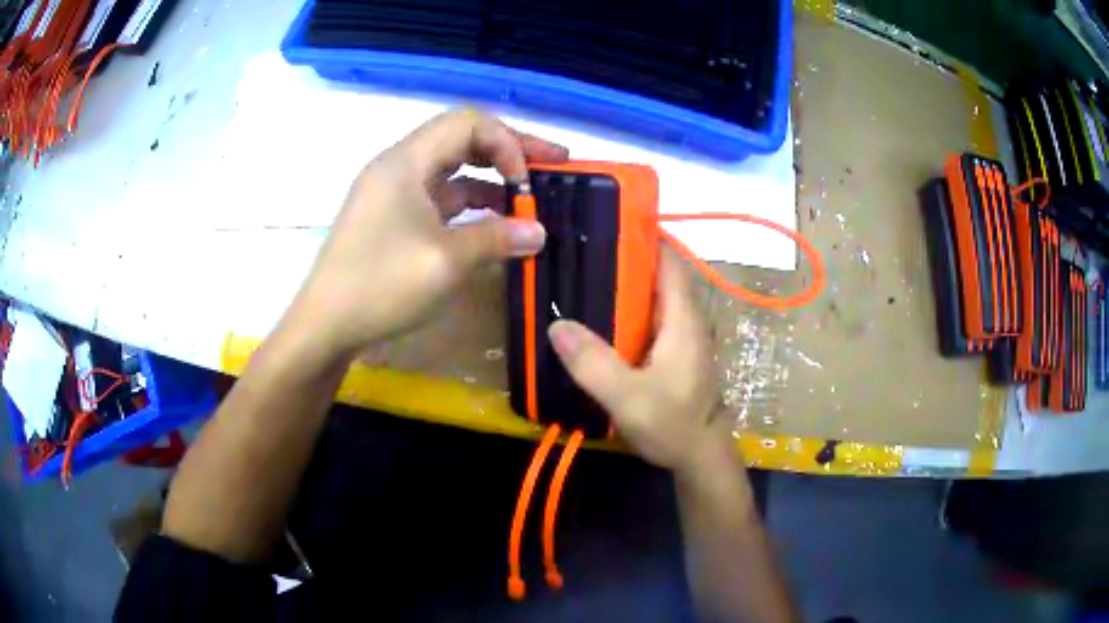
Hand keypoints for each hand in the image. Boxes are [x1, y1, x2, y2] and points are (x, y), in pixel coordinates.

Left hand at [284, 109, 567, 359]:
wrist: (326, 325)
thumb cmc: (380, 285)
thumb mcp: (446, 261)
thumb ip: (497, 238)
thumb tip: (538, 232)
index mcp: (406, 162)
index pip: (468, 123)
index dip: (508, 142)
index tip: (530, 181)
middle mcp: (399, 166)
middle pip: (462, 139)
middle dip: (509, 151)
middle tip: (553, 167)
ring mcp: (394, 193)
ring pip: (453, 170)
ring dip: (492, 180)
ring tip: (529, 200)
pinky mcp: (394, 218)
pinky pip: (441, 198)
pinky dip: (471, 205)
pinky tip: (495, 224)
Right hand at [548, 250, 730, 474]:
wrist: (699, 456)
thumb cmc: (672, 424)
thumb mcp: (628, 397)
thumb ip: (593, 363)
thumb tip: (556, 325)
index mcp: (682, 318)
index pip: (668, 260)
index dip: (644, 237)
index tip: (606, 224)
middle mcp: (685, 319)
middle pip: (658, 274)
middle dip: (624, 258)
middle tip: (581, 251)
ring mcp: (681, 336)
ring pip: (652, 297)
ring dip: (624, 285)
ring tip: (582, 276)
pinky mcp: (674, 352)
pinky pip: (649, 318)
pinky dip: (627, 310)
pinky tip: (597, 318)